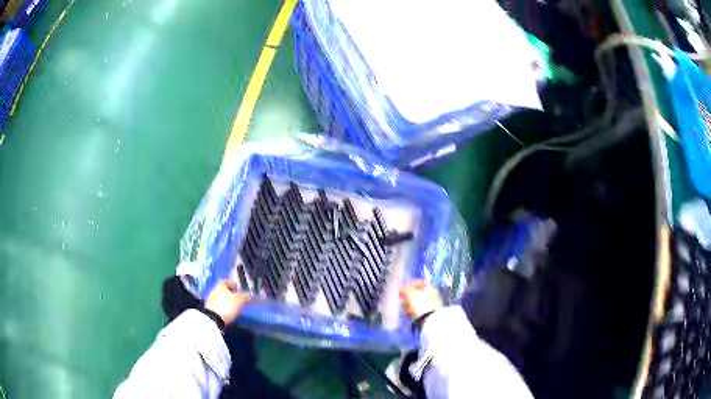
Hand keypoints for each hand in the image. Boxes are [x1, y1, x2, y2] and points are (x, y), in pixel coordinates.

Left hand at [205, 280, 250, 324]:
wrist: (213, 318)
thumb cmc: (227, 305)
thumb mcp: (239, 300)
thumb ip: (245, 296)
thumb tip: (250, 294)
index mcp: (221, 285)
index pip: (227, 281)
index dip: (233, 284)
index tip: (239, 289)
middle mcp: (215, 290)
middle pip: (223, 290)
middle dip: (230, 293)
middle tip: (238, 298)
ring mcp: (211, 300)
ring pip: (221, 297)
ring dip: (227, 301)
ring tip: (234, 306)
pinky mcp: (210, 309)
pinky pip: (219, 305)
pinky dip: (224, 307)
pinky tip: (228, 312)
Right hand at [399, 279, 442, 318]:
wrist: (428, 319)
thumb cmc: (420, 303)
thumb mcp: (411, 294)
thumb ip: (405, 289)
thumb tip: (401, 288)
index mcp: (429, 287)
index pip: (418, 282)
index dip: (409, 284)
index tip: (402, 288)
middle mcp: (431, 294)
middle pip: (416, 293)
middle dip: (407, 295)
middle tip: (400, 298)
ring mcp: (430, 304)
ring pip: (416, 301)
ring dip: (407, 303)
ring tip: (401, 307)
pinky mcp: (427, 312)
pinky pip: (417, 309)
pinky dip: (411, 310)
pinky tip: (405, 313)